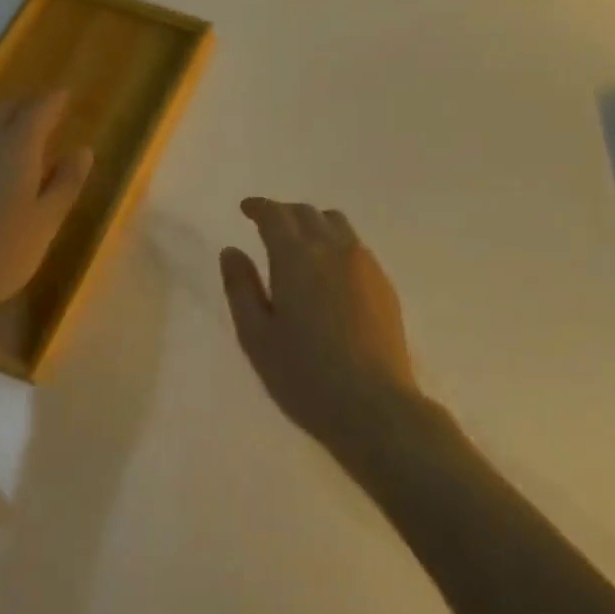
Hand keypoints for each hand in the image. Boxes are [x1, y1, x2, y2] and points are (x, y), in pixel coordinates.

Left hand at [0, 93, 92, 330]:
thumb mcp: (46, 222)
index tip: (66, 95)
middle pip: (5, 109)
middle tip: (46, 112)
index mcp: (15, 148)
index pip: (38, 109)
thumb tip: (83, 151)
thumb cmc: (0, 255)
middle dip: (27, 105)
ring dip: (2, 119)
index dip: (54, 100)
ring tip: (18, 131)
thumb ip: (66, 183)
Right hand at [220, 198, 423, 459]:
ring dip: (313, 223)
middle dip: (284, 213)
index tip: (246, 209)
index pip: (275, 215)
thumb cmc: (304, 376)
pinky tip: (329, 271)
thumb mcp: (256, 337)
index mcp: (296, 258)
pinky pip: (355, 246)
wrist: (374, 406)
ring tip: (300, 243)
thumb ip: (240, 288)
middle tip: (267, 226)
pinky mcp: (384, 283)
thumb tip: (231, 251)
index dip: (259, 207)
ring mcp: (364, 264)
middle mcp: (333, 249)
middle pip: (307, 213)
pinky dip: (335, 243)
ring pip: (336, 224)